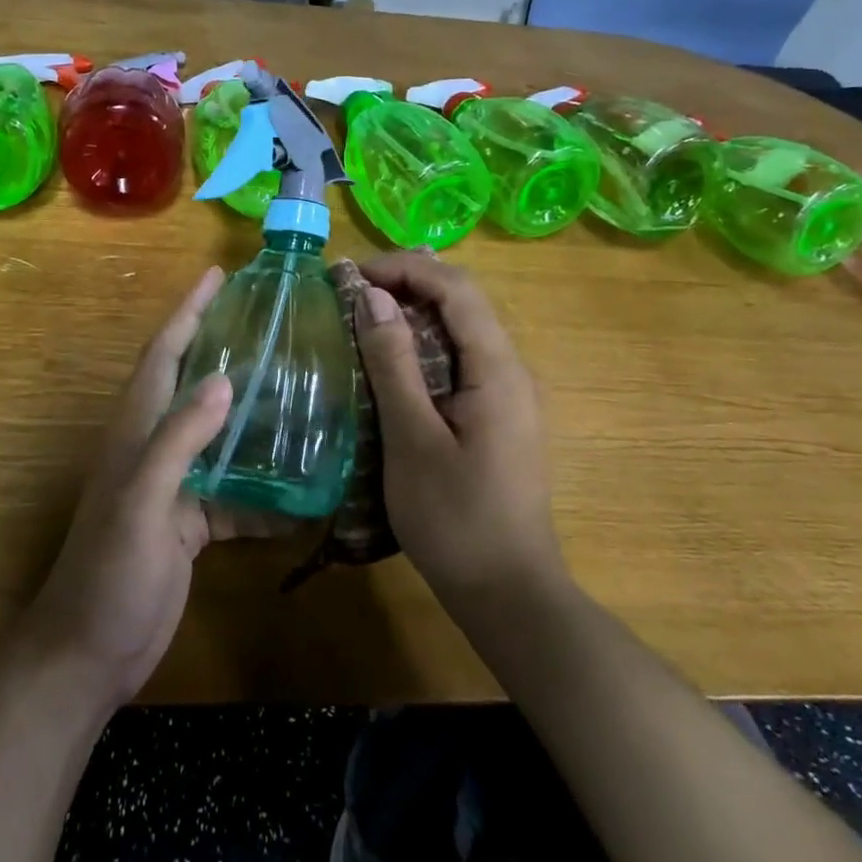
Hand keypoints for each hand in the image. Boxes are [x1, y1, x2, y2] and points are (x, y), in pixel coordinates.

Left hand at [17, 266, 256, 710]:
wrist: (90, 653)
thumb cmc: (109, 572)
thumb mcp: (142, 501)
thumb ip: (178, 439)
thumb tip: (226, 379)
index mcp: (136, 430)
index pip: (164, 353)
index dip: (188, 311)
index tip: (217, 275)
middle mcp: (155, 447)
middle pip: (193, 383)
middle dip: (224, 346)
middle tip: (272, 322)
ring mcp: (174, 486)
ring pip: (219, 434)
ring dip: (252, 413)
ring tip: (300, 390)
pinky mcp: (190, 523)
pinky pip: (234, 491)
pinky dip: (263, 487)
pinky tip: (302, 487)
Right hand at [355, 252, 564, 605]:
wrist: (508, 594)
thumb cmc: (455, 519)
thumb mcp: (413, 438)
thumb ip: (394, 363)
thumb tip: (373, 296)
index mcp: (498, 369)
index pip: (457, 288)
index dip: (405, 268)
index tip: (353, 276)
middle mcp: (511, 370)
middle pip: (463, 301)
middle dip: (407, 284)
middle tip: (350, 294)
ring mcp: (508, 395)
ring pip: (461, 330)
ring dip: (413, 314)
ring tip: (361, 318)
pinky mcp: (497, 416)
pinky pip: (460, 360)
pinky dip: (422, 347)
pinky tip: (390, 364)